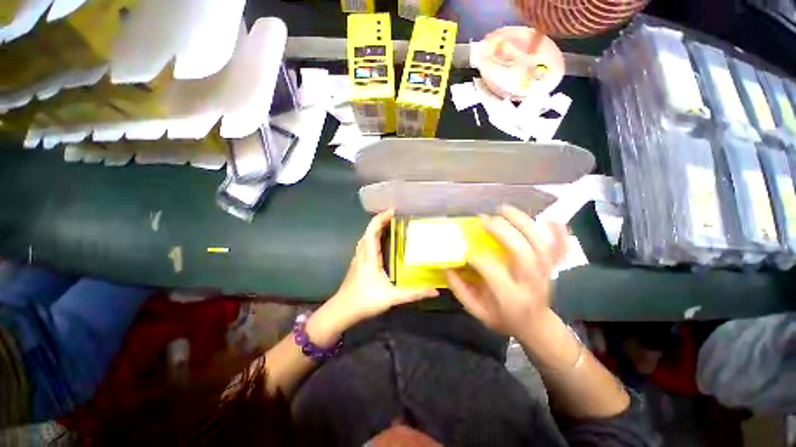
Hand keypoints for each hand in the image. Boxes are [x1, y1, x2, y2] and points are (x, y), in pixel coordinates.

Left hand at [325, 210, 438, 329]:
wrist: (342, 311)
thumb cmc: (365, 301)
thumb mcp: (392, 298)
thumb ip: (414, 293)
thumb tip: (435, 291)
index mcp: (369, 257)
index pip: (372, 231)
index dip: (381, 218)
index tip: (393, 211)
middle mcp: (362, 253)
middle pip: (369, 231)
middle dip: (381, 220)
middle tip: (396, 216)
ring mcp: (358, 258)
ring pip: (366, 237)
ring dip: (376, 228)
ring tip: (390, 225)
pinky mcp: (358, 263)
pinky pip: (365, 244)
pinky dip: (373, 237)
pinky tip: (381, 242)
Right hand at [446, 205, 567, 336]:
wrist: (536, 326)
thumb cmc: (504, 319)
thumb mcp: (478, 313)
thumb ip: (461, 291)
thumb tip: (447, 267)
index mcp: (510, 298)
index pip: (492, 271)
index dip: (477, 258)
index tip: (466, 253)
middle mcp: (531, 283)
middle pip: (521, 252)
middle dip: (502, 231)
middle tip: (485, 220)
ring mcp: (545, 273)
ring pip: (540, 244)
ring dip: (523, 222)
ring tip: (504, 209)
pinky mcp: (552, 266)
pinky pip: (561, 248)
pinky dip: (559, 232)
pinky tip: (548, 218)